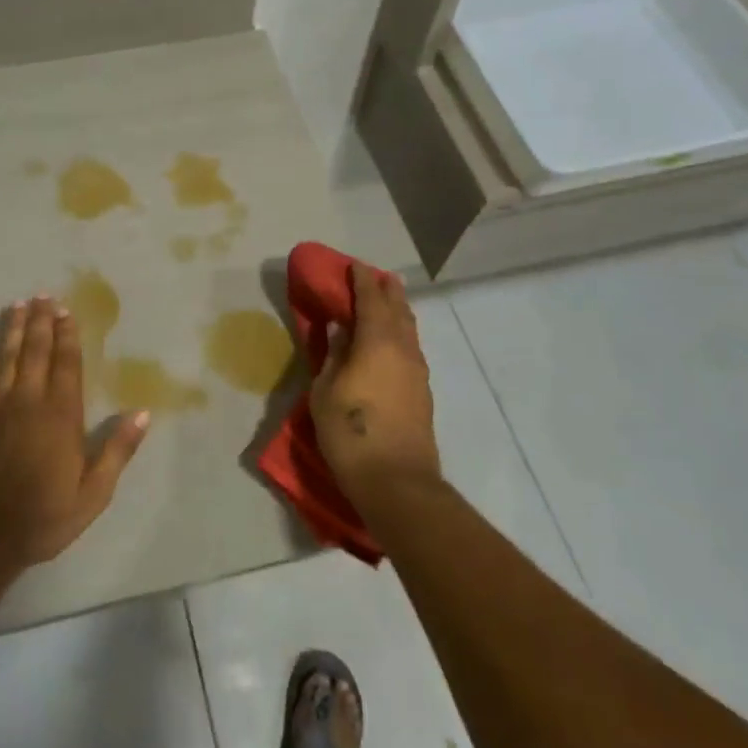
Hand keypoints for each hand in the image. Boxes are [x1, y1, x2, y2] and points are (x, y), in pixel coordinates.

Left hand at [0, 296, 150, 566]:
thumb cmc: (40, 518)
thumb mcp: (92, 494)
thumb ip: (117, 451)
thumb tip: (143, 414)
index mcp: (60, 415)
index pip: (67, 363)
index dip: (67, 334)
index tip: (66, 311)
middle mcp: (27, 400)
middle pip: (35, 351)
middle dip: (40, 321)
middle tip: (41, 295)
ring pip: (4, 356)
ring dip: (12, 328)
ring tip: (17, 305)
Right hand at [311, 265, 440, 511]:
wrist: (396, 481)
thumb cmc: (351, 432)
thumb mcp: (326, 391)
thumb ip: (333, 355)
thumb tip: (340, 331)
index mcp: (377, 342)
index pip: (371, 300)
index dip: (362, 280)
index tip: (354, 265)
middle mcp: (403, 349)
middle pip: (397, 309)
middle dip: (386, 289)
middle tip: (376, 275)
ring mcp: (417, 371)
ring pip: (409, 329)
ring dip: (398, 310)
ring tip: (388, 300)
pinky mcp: (422, 391)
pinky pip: (411, 347)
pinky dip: (401, 332)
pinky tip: (393, 339)